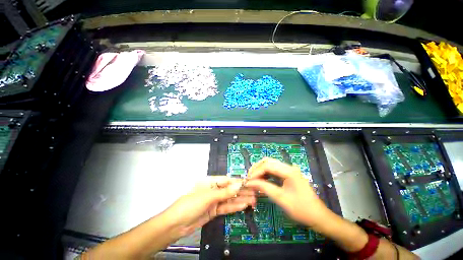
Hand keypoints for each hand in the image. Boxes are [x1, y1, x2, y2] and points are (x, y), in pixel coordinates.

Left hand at [164, 176, 255, 237]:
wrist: (176, 225)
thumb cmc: (190, 204)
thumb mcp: (208, 196)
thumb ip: (224, 192)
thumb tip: (237, 185)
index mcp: (210, 182)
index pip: (227, 180)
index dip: (237, 181)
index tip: (248, 183)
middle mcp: (213, 190)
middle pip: (229, 189)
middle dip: (241, 191)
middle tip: (253, 192)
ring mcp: (214, 201)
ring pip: (229, 199)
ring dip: (240, 199)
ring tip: (252, 200)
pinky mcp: (214, 211)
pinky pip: (226, 207)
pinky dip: (234, 207)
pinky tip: (243, 205)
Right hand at [245, 158, 329, 227]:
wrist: (318, 217)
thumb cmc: (301, 209)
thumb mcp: (281, 198)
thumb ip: (264, 188)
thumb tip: (249, 182)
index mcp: (289, 171)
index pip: (267, 165)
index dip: (256, 172)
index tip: (248, 180)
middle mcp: (288, 167)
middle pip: (268, 161)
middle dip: (257, 168)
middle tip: (249, 178)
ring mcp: (288, 170)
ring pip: (270, 165)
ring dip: (260, 170)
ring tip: (253, 179)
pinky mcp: (288, 175)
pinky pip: (273, 171)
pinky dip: (265, 174)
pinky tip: (260, 180)